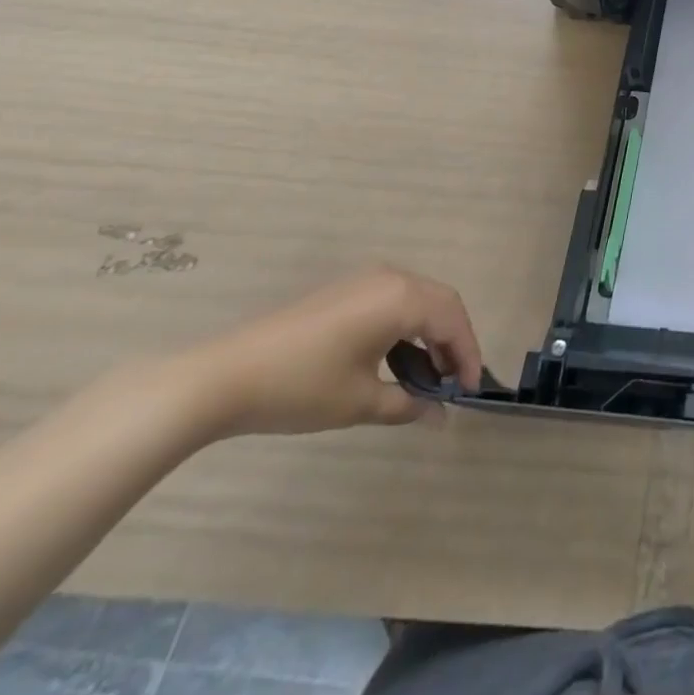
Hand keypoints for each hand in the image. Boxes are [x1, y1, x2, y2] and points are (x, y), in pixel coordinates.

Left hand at [184, 267, 482, 437]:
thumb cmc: (299, 387)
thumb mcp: (358, 402)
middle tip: (454, 382)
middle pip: (442, 304)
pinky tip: (395, 359)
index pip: (453, 321)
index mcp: (401, 298)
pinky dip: (407, 326)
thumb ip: (407, 405)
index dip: (468, 355)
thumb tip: (440, 416)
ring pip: (419, 300)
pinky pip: (395, 300)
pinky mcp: (346, 290)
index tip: (471, 391)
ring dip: (431, 334)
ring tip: (427, 376)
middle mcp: (391, 278)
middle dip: (454, 342)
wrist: (221, 377)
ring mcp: (366, 280)